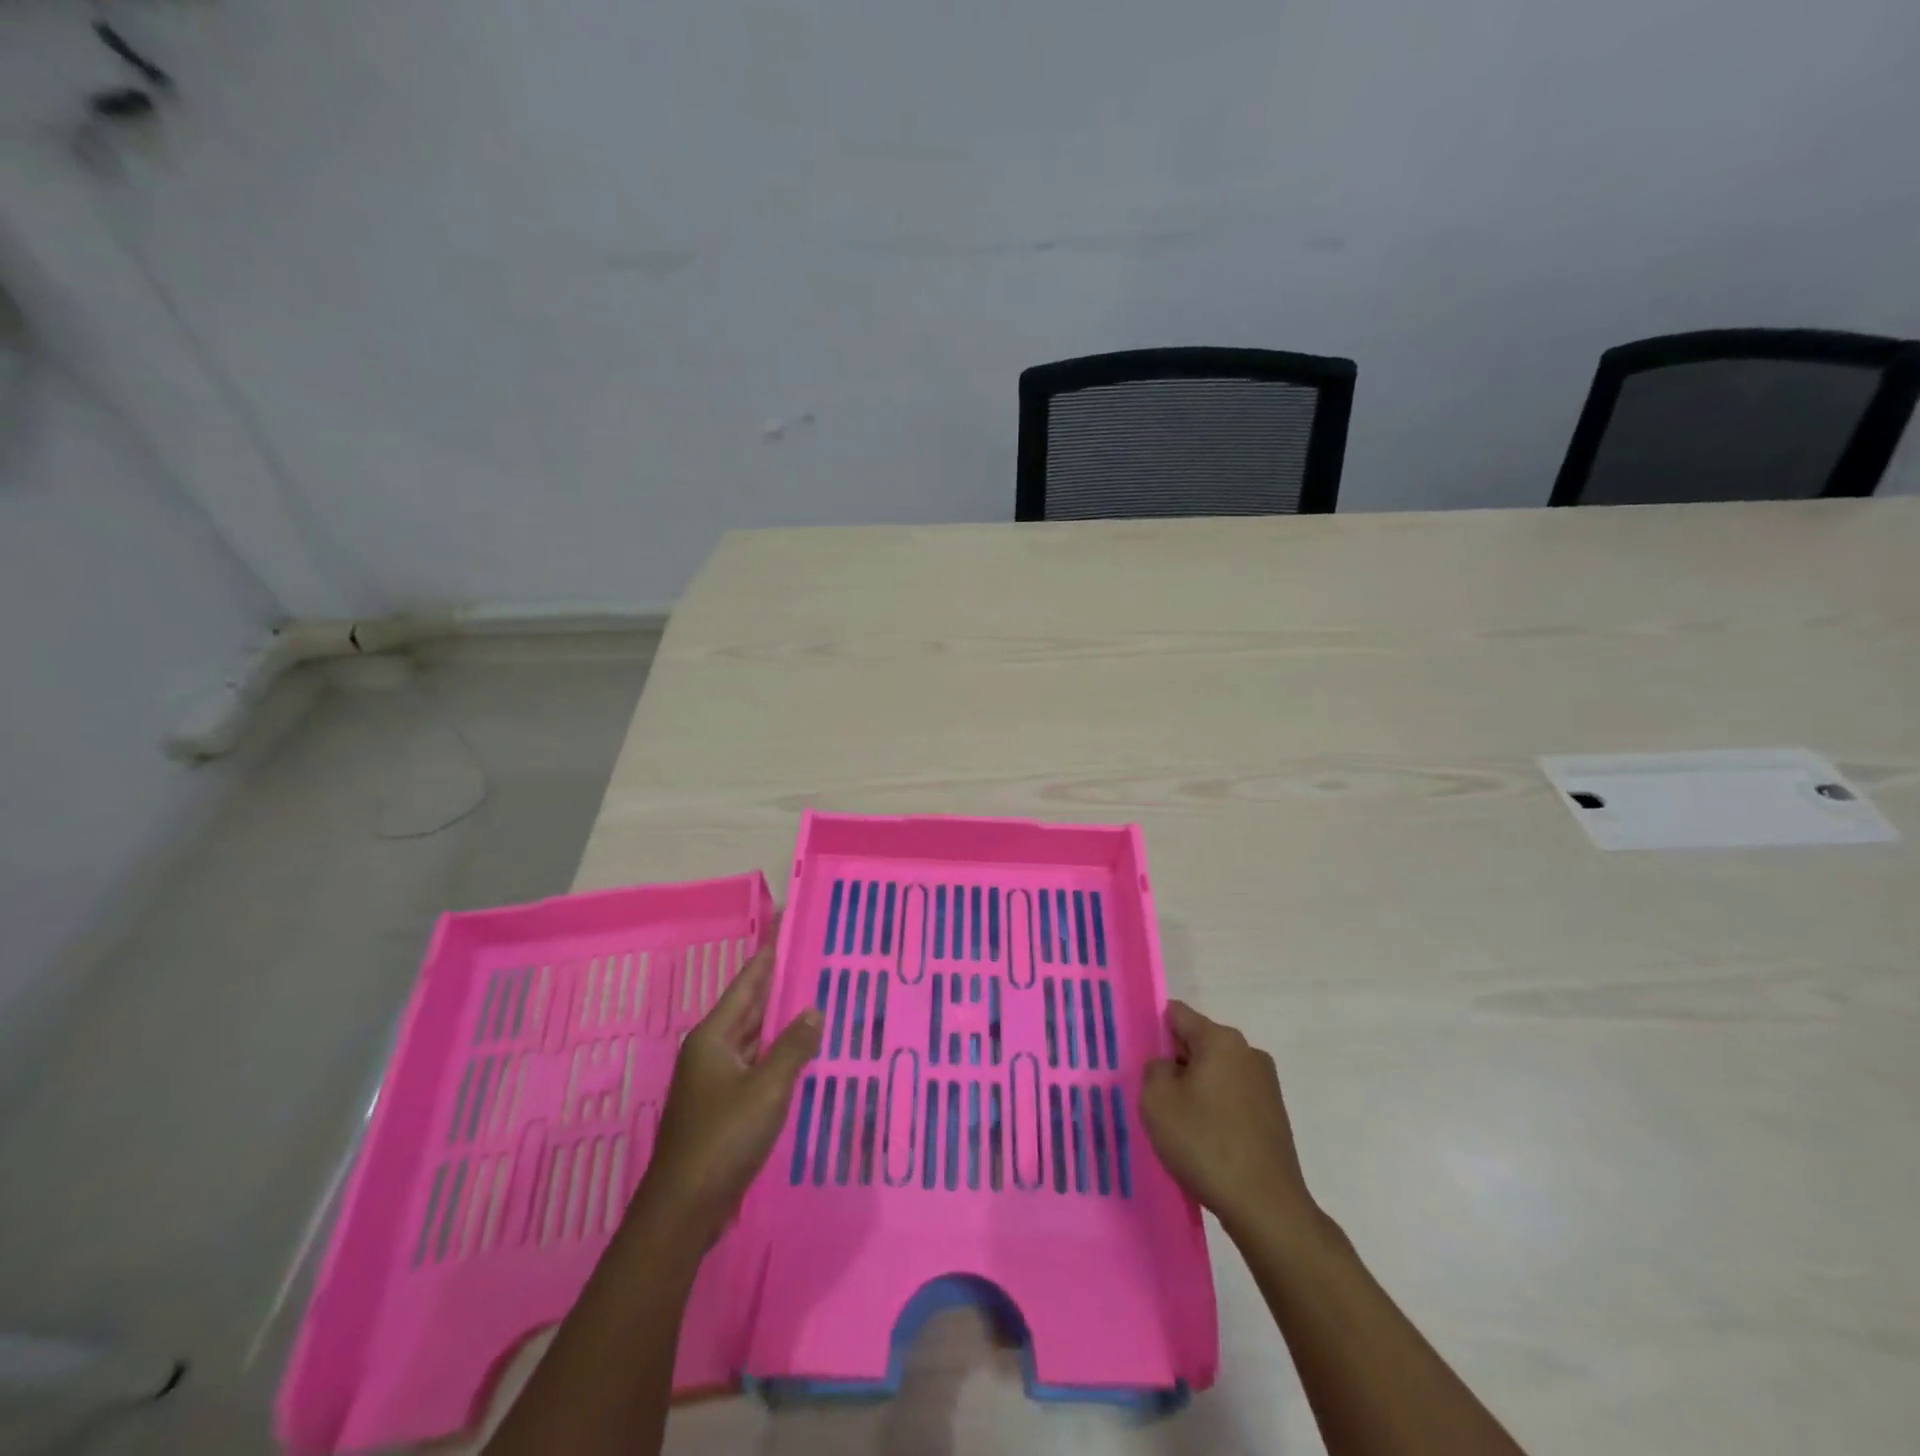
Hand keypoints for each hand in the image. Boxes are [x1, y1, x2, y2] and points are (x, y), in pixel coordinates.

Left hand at [631, 932, 821, 1247]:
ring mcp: (712, 1080)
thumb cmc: (724, 1138)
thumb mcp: (768, 1088)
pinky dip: (774, 1053)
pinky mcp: (719, 1106)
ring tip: (810, 1001)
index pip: (746, 985)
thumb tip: (814, 1011)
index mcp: (713, 1037)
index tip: (785, 931)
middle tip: (809, 963)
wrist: (684, 1208)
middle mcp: (709, 1051)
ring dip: (777, 1022)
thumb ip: (793, 1047)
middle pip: (748, 1009)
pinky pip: (752, 1065)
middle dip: (776, 987)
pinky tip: (796, 1055)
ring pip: (751, 1039)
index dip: (767, 958)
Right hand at [1139, 1001, 1316, 1234]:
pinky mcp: (1274, 1116)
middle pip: (1199, 1043)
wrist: (1266, 1208)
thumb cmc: (1205, 1144)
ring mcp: (1266, 1085)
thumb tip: (1169, 1068)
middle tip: (1154, 1095)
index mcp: (1221, 1040)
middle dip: (1175, 1062)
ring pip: (1216, 1072)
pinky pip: (1233, 1098)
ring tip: (1179, 1124)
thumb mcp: (1156, 1101)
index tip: (1140, 1057)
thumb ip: (1154, 1070)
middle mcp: (1248, 1053)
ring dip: (1196, 1088)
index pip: (1178, 1014)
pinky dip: (1216, 1110)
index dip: (1154, 1029)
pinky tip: (1204, 1141)